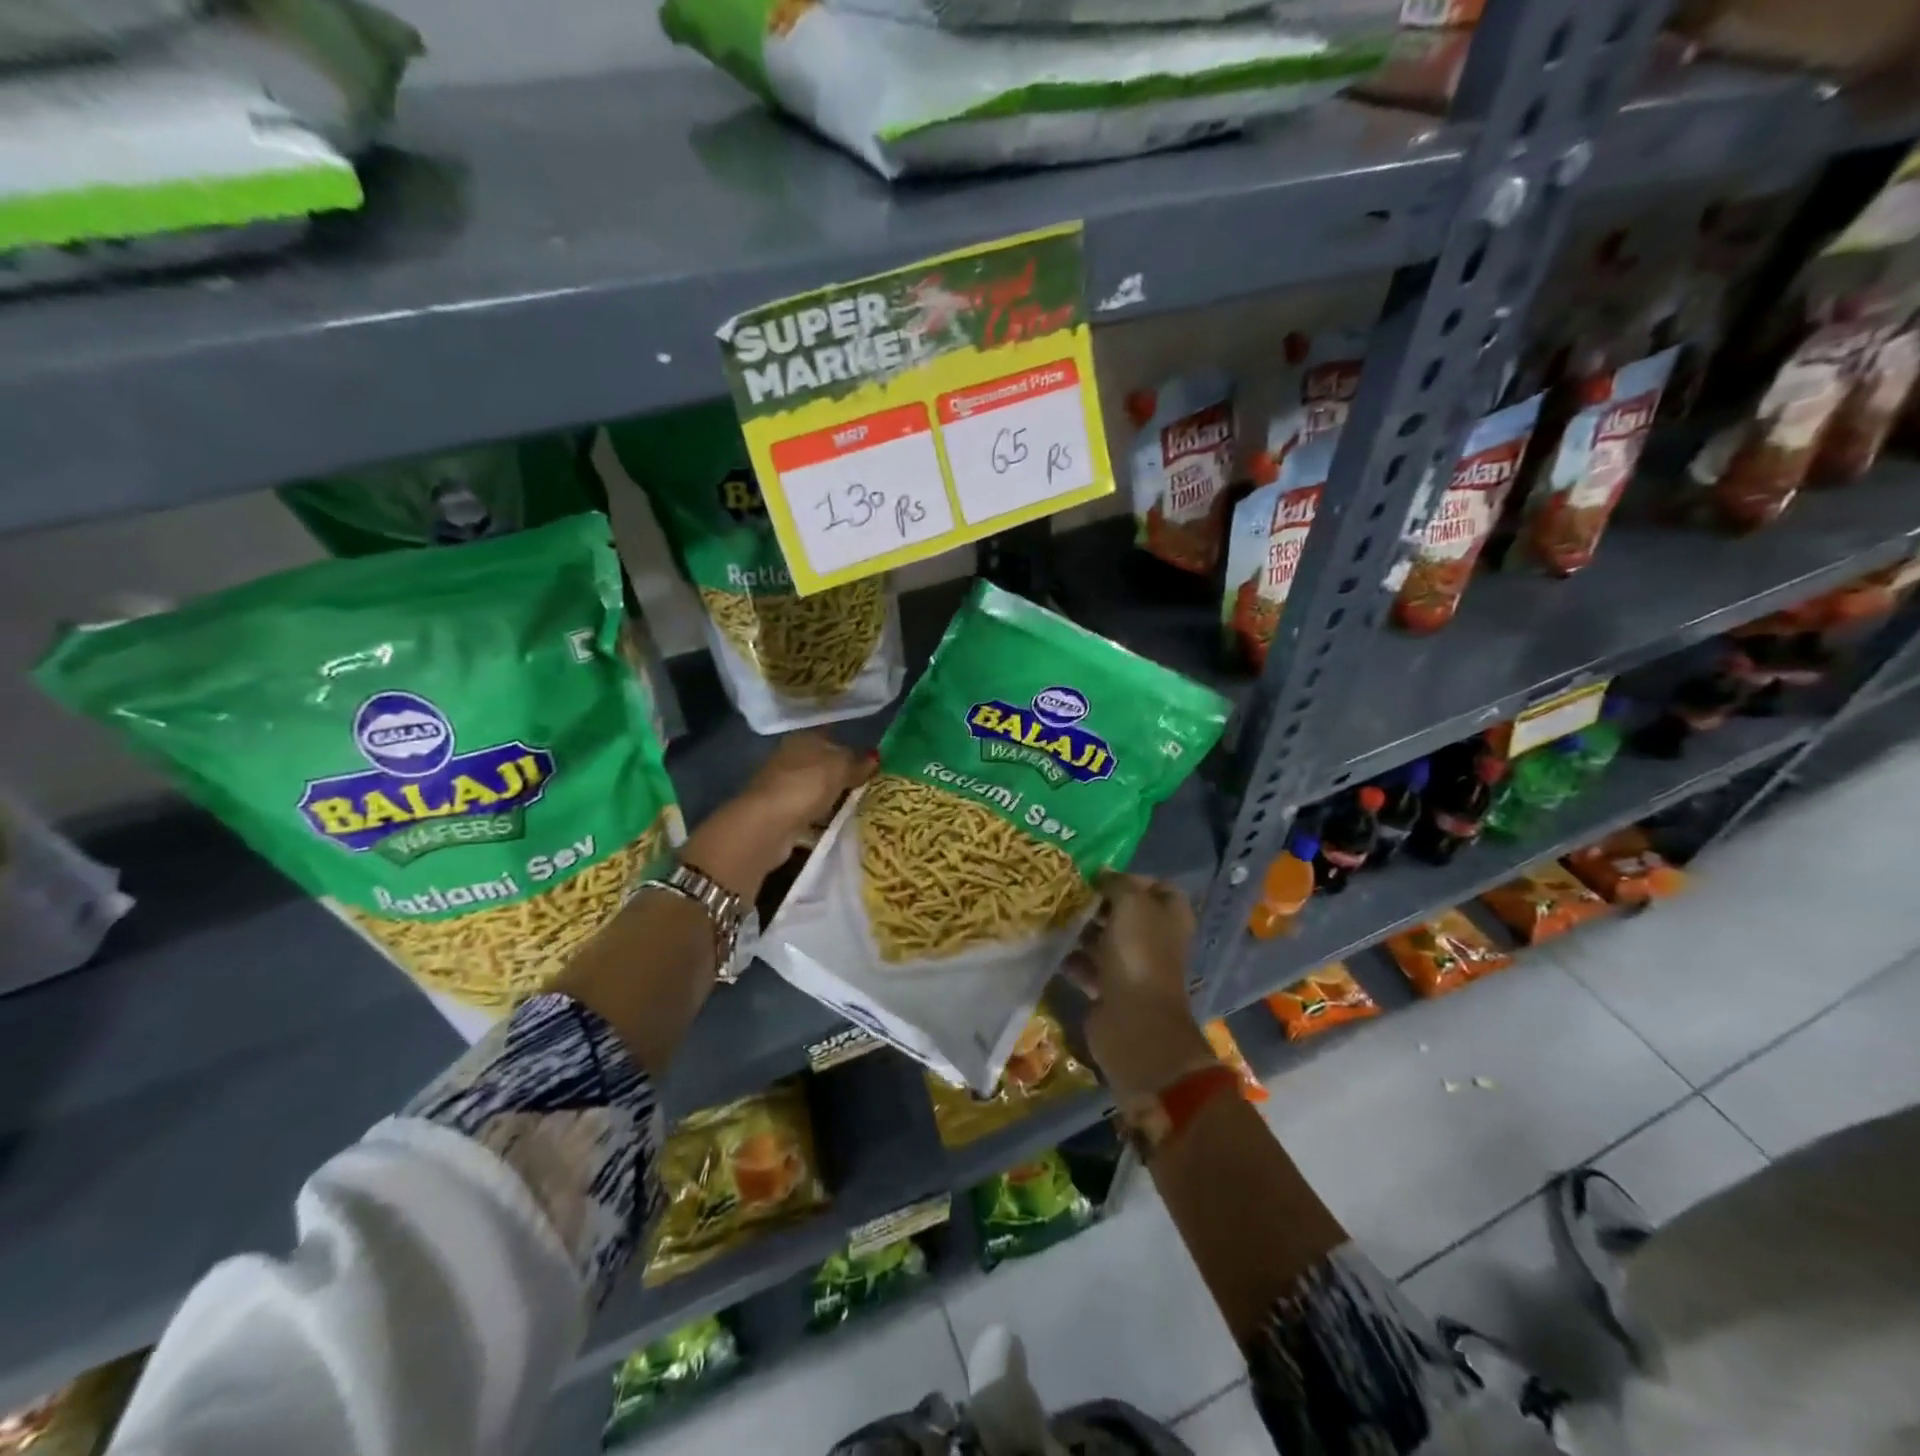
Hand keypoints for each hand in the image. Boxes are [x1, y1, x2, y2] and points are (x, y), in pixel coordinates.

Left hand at [684, 733, 874, 898]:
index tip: (874, 760)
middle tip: (874, 786)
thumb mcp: (840, 767)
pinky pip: (812, 812)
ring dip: (836, 798)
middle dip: (845, 774)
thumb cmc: (806, 785)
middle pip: (824, 763)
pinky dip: (825, 818)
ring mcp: (784, 787)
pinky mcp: (782, 814)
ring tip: (864, 807)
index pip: (831, 735)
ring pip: (818, 789)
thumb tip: (875, 758)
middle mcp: (790, 758)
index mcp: (803, 738)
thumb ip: (858, 762)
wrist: (768, 825)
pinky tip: (843, 825)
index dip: (852, 746)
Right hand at [1068, 873, 1213, 1101]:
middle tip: (1068, 894)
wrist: (1134, 1022)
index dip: (1133, 878)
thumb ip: (1118, 884)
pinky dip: (1072, 959)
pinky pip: (1088, 967)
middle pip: (1126, 912)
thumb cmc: (1139, 954)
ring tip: (1054, 918)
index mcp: (1171, 916)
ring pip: (1103, 939)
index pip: (1159, 887)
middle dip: (1098, 903)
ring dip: (1080, 930)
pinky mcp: (1110, 989)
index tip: (1101, 877)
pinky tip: (1052, 949)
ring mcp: (1133, 966)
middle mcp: (1155, 939)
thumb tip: (1103, 875)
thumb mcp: (1131, 904)